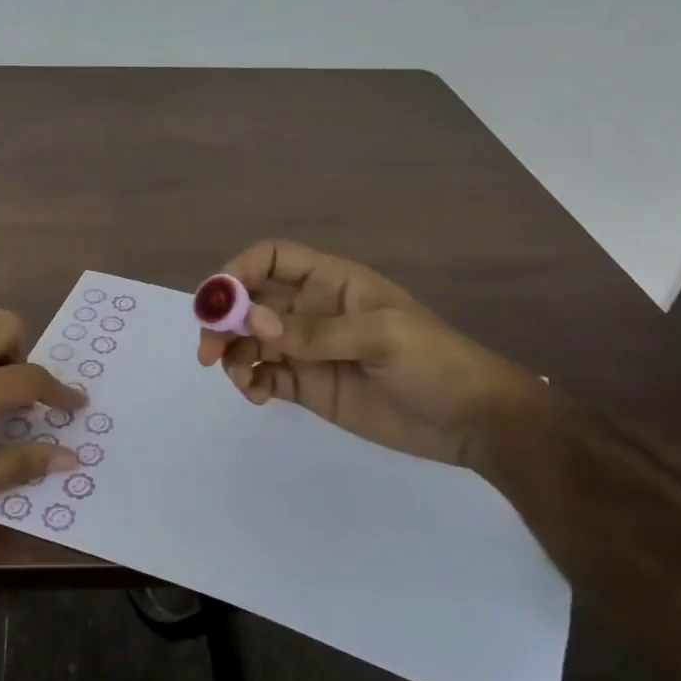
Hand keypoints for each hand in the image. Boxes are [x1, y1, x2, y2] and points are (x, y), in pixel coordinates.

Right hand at [197, 239, 534, 468]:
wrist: (472, 421)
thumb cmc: (435, 362)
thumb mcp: (383, 337)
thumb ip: (316, 330)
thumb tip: (254, 320)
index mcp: (332, 282)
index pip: (272, 258)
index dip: (239, 270)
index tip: (218, 302)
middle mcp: (312, 310)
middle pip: (250, 301)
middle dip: (223, 319)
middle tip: (209, 352)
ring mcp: (308, 350)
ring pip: (250, 340)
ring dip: (233, 354)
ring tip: (241, 380)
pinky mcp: (309, 386)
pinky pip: (265, 377)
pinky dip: (250, 382)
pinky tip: (257, 396)